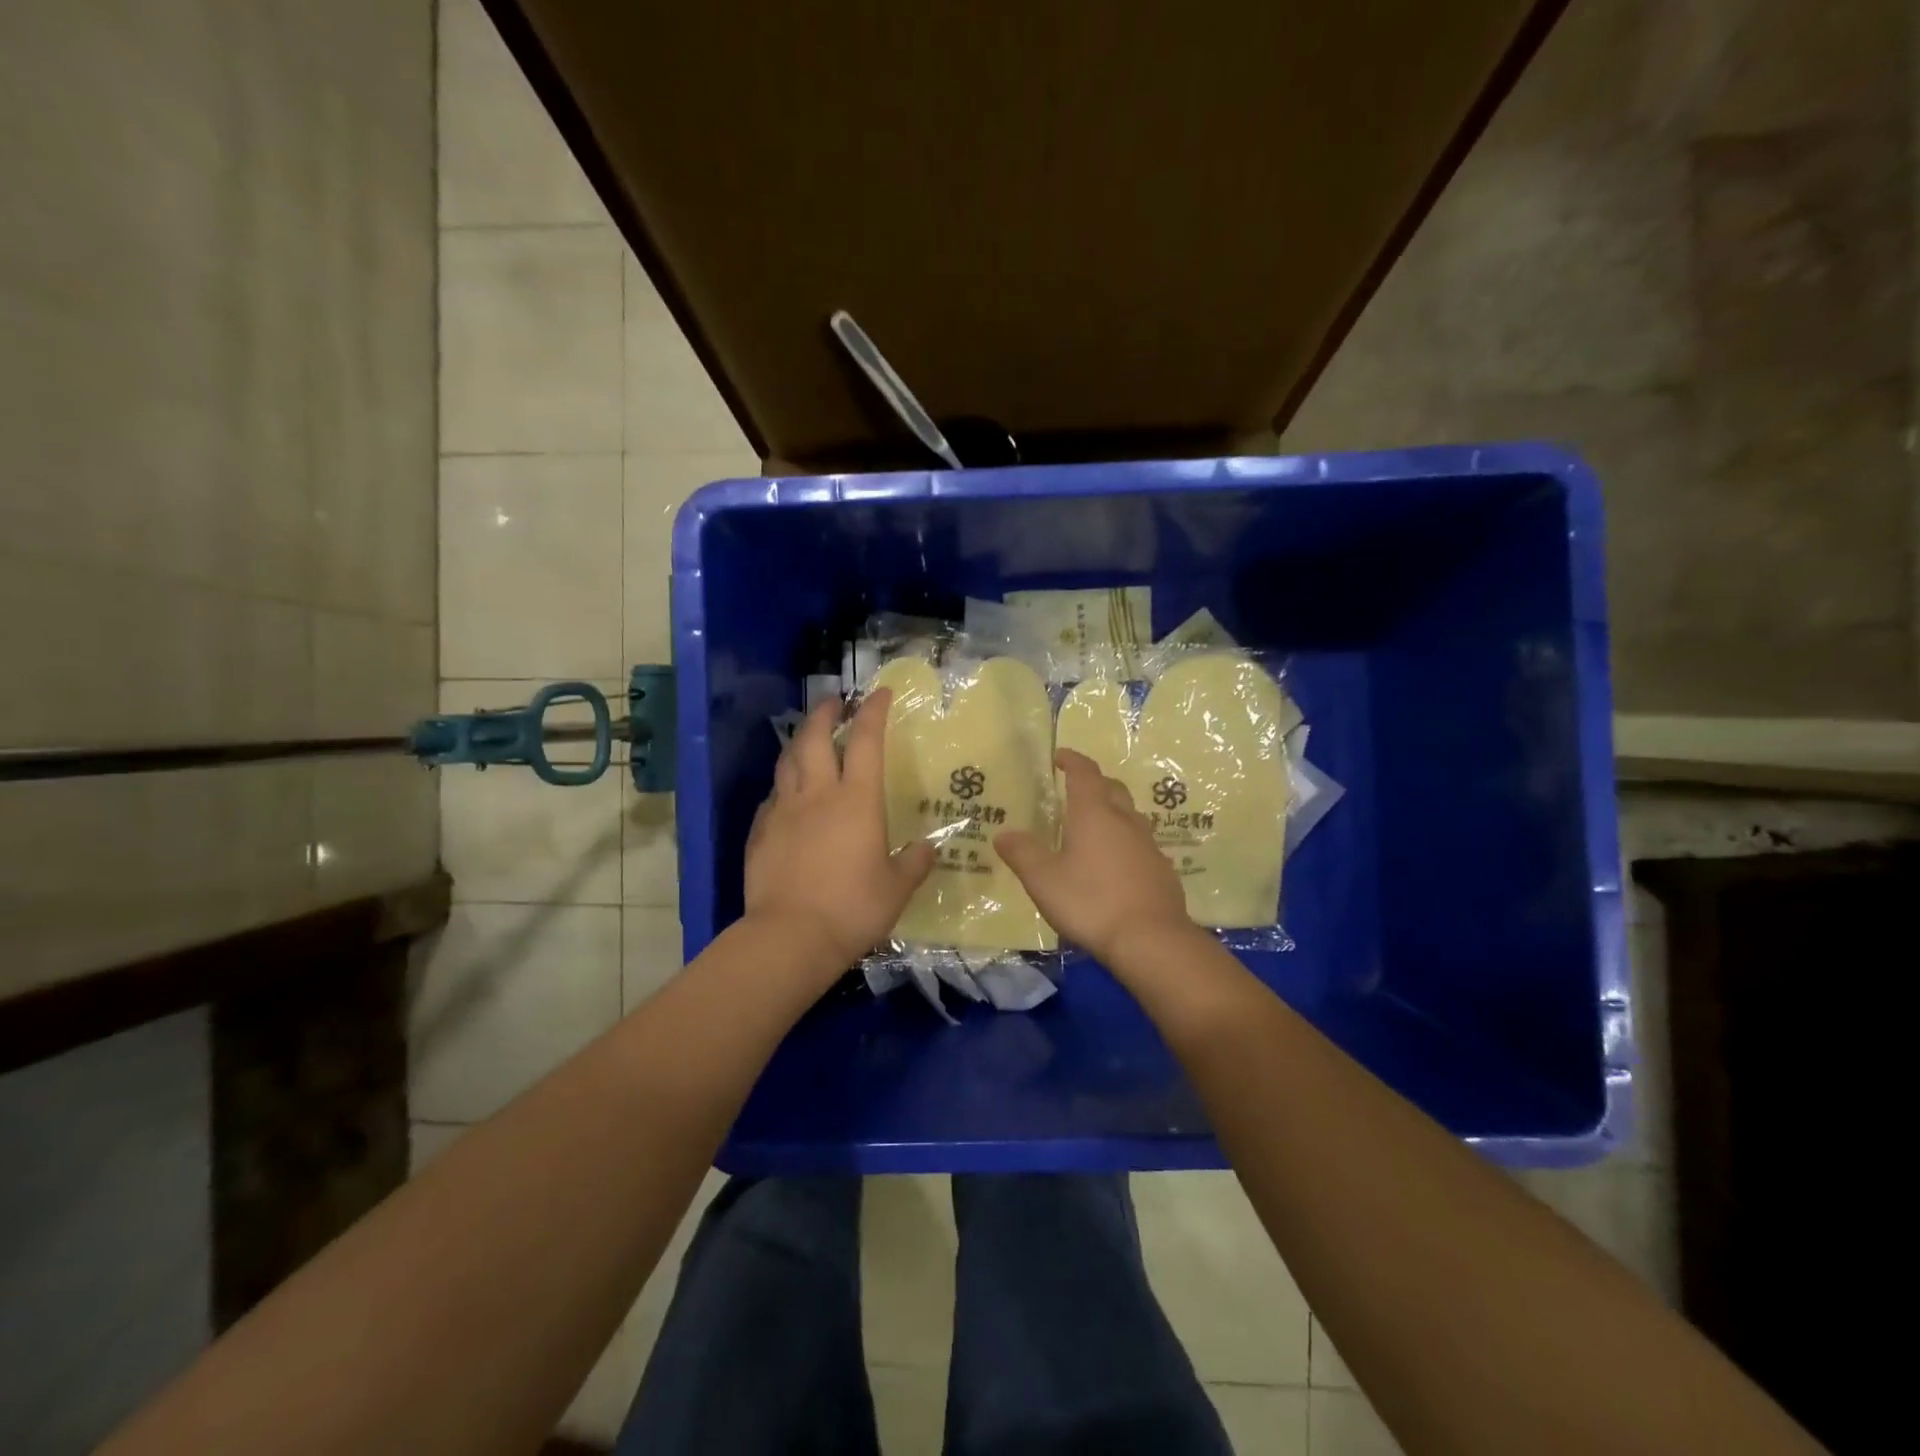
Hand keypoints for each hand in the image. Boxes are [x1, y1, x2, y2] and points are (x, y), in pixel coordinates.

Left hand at [744, 688, 934, 970]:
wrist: (790, 937)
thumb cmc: (853, 908)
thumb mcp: (896, 889)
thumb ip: (913, 864)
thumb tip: (927, 848)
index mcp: (856, 800)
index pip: (865, 741)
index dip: (872, 712)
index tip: (879, 693)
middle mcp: (817, 795)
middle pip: (814, 738)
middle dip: (824, 713)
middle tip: (833, 702)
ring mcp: (783, 812)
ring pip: (787, 762)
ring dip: (798, 742)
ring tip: (807, 738)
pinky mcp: (760, 834)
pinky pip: (772, 798)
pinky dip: (782, 786)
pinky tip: (786, 795)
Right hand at [995, 748, 1197, 963]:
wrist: (1151, 939)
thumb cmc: (1091, 902)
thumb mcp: (1043, 880)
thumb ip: (1022, 853)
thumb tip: (1003, 834)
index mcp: (1094, 813)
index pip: (1084, 773)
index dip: (1072, 760)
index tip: (1060, 757)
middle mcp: (1125, 821)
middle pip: (1112, 788)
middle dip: (1094, 783)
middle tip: (1075, 790)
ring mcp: (1148, 845)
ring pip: (1130, 815)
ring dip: (1112, 812)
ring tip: (1093, 828)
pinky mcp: (1162, 870)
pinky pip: (1140, 844)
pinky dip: (1125, 842)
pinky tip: (1115, 864)